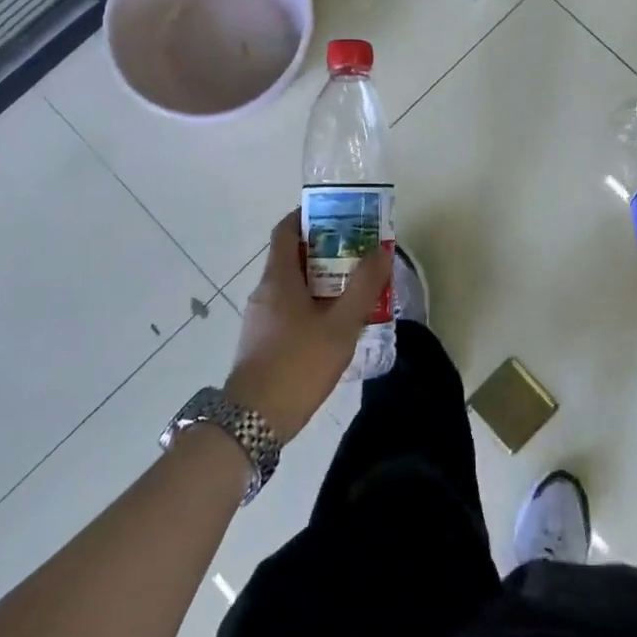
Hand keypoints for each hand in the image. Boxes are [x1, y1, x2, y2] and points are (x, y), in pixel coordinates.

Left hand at [226, 210, 391, 443]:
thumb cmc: (298, 364)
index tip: (339, 216)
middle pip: (293, 257)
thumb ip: (364, 287)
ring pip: (293, 286)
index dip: (309, 216)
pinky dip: (312, 305)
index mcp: (278, 278)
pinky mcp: (262, 341)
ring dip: (322, 281)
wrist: (254, 421)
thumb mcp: (341, 325)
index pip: (286, 230)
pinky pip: (289, 309)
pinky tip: (336, 324)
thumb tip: (382, 248)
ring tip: (356, 289)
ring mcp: (260, 318)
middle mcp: (264, 291)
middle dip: (326, 251)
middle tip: (360, 254)